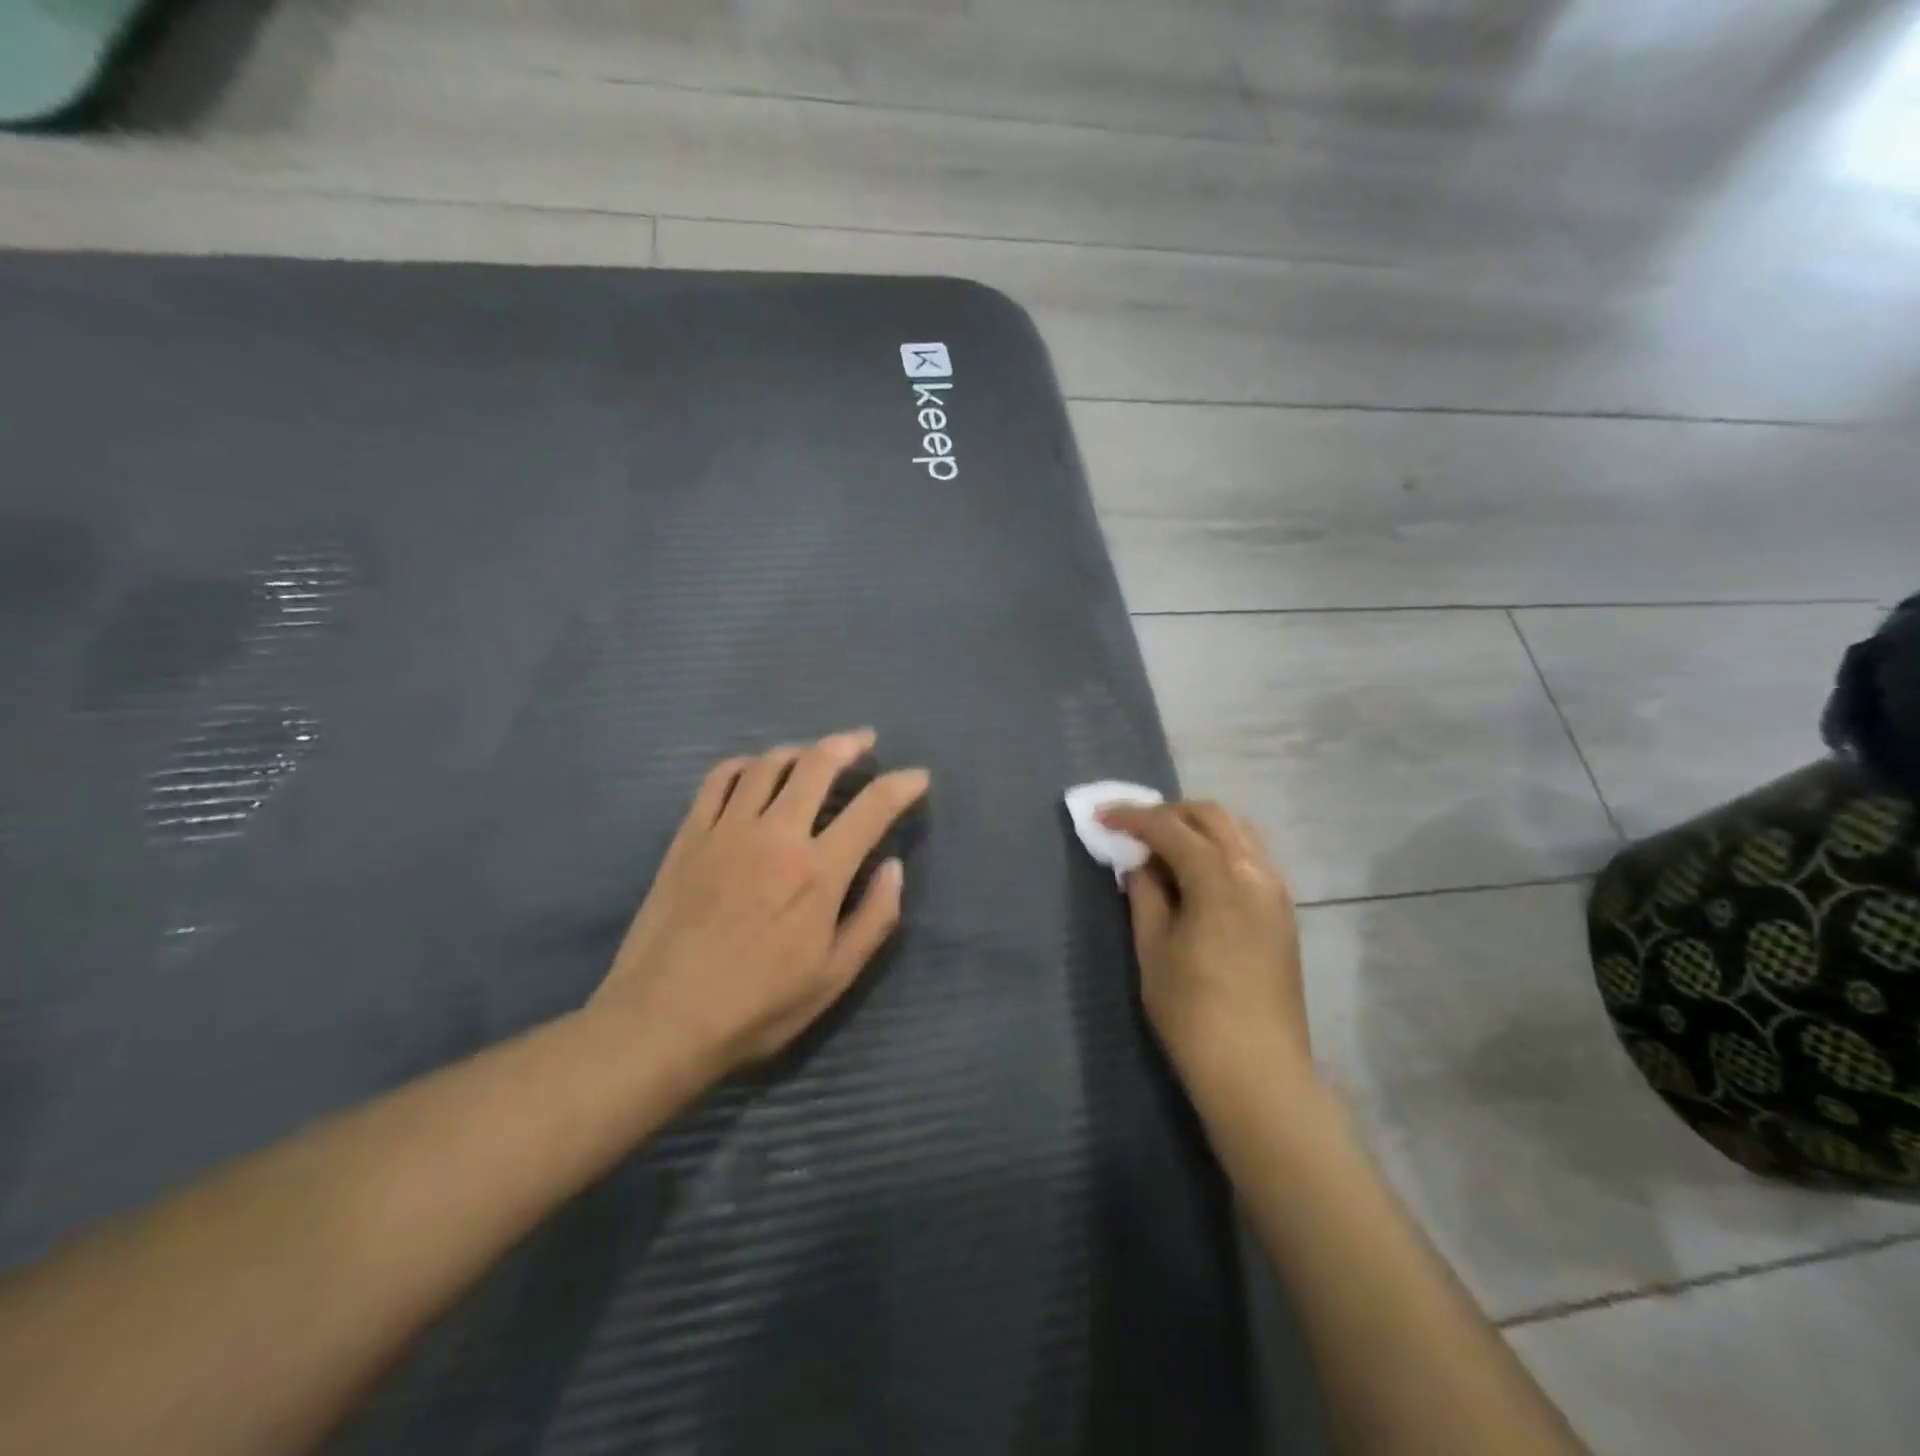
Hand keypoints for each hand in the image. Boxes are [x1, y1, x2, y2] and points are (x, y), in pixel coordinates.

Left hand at [591, 730, 929, 1084]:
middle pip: (817, 765)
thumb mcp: (834, 978)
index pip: (872, 808)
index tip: (918, 776)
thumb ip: (874, 918)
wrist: (661, 1020)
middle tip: (865, 740)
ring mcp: (727, 830)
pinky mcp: (689, 836)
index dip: (902, 785)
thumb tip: (894, 867)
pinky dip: (743, 765)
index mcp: (818, 872)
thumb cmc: (757, 1007)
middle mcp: (775, 835)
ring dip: (799, 750)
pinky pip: (718, 780)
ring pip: (767, 764)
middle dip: (849, 745)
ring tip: (813, 754)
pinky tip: (753, 770)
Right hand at [1096, 800, 1311, 1093]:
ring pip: (1237, 832)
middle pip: (1212, 816)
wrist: (1258, 1072)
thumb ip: (1145, 895)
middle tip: (1133, 829)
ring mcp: (1276, 891)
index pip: (1171, 828)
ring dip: (1197, 827)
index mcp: (1220, 880)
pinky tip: (1195, 873)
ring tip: (1162, 847)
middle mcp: (1255, 872)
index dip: (1133, 817)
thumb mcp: (1154, 950)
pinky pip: (1250, 856)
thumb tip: (1140, 863)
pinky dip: (1219, 848)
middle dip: (1169, 813)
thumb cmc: (1194, 1014)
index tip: (1101, 816)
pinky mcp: (1282, 912)